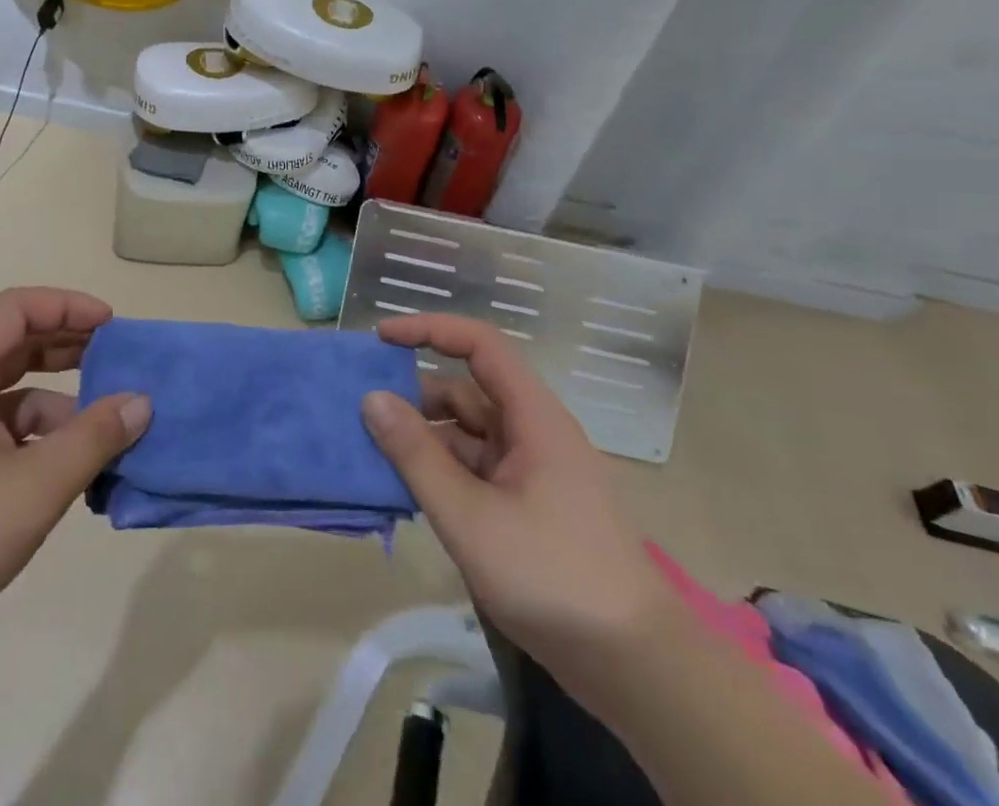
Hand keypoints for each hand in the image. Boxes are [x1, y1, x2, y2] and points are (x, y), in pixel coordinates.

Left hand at [0, 289, 150, 677]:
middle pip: (15, 346)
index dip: (66, 306)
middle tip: (118, 364)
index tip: (112, 326)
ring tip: (108, 431)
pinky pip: (5, 435)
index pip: (15, 309)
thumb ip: (94, 438)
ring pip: (13, 397)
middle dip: (70, 349)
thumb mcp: (35, 485)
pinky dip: (42, 442)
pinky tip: (73, 474)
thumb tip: (141, 402)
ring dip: (61, 404)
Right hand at [362, 314, 673, 676]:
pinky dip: (441, 472)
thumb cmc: (553, 576)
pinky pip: (475, 470)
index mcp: (533, 417)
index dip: (430, 330)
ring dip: (424, 438)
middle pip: (467, 391)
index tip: (382, 339)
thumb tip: (372, 399)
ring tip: (373, 452)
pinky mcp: (528, 507)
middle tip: (362, 411)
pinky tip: (407, 491)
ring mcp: (532, 472)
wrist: (636, 668)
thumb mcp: (470, 517)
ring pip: (468, 435)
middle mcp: (533, 433)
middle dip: (416, 394)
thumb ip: (417, 456)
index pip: (480, 345)